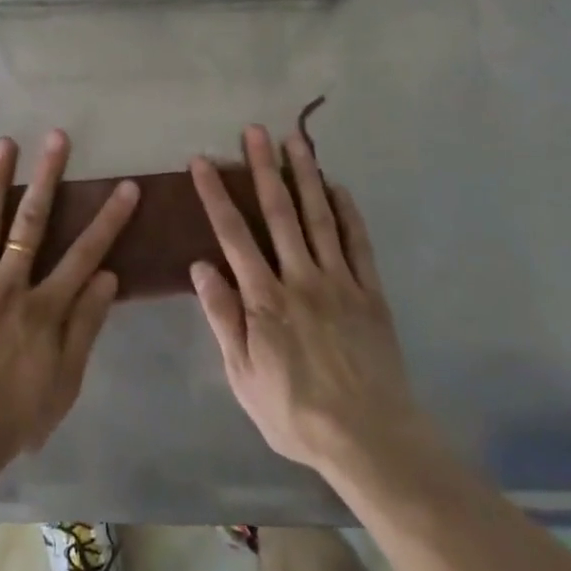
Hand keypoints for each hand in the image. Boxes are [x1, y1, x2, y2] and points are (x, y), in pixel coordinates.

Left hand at [0, 130, 137, 482]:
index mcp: (44, 307)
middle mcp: (10, 284)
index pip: (85, 254)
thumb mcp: (65, 381)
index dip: (109, 219)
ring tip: (6, 144)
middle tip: (57, 137)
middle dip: (48, 176)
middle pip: (32, 222)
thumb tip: (108, 276)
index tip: (126, 187)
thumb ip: (86, 326)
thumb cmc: (16, 416)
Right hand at [190, 126, 434, 480]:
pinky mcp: (369, 292)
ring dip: (305, 175)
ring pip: (318, 217)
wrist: (371, 440)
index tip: (202, 161)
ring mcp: (339, 281)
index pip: (232, 234)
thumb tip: (200, 266)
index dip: (215, 194)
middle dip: (263, 168)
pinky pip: (358, 243)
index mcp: (264, 298)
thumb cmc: (295, 412)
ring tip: (295, 140)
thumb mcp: (243, 375)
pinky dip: (348, 212)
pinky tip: (339, 187)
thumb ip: (223, 318)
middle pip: (278, 212)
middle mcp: (300, 277)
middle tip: (254, 130)